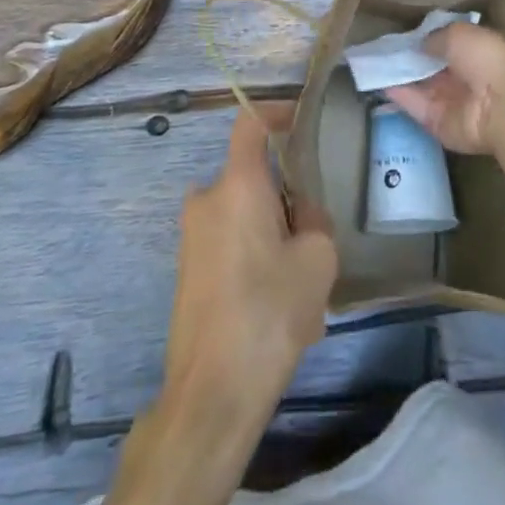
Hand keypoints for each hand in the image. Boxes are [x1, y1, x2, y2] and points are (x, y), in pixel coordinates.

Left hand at [156, 104, 337, 449]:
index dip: (276, 111)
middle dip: (284, 196)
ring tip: (300, 283)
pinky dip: (253, 256)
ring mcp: (191, 235)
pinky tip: (275, 305)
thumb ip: (314, 218)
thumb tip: (300, 210)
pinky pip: (228, 243)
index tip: (300, 119)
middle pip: (252, 177)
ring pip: (242, 213)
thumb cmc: (269, 313)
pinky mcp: (186, 269)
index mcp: (237, 184)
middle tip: (314, 234)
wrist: (211, 393)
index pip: (250, 122)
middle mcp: (206, 198)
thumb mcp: (317, 259)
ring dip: (271, 233)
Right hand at [383, 21, 504, 154]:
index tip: (400, 35)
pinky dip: (396, 95)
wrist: (501, 106)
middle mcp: (462, 78)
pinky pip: (413, 106)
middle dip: (408, 59)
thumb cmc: (486, 60)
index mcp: (474, 53)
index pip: (445, 46)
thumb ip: (436, 38)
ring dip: (397, 75)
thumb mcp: (459, 34)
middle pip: (429, 68)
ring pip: (418, 87)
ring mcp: (449, 102)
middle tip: (379, 48)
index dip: (424, 41)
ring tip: (370, 62)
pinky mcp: (436, 123)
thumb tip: (419, 44)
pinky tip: (376, 81)